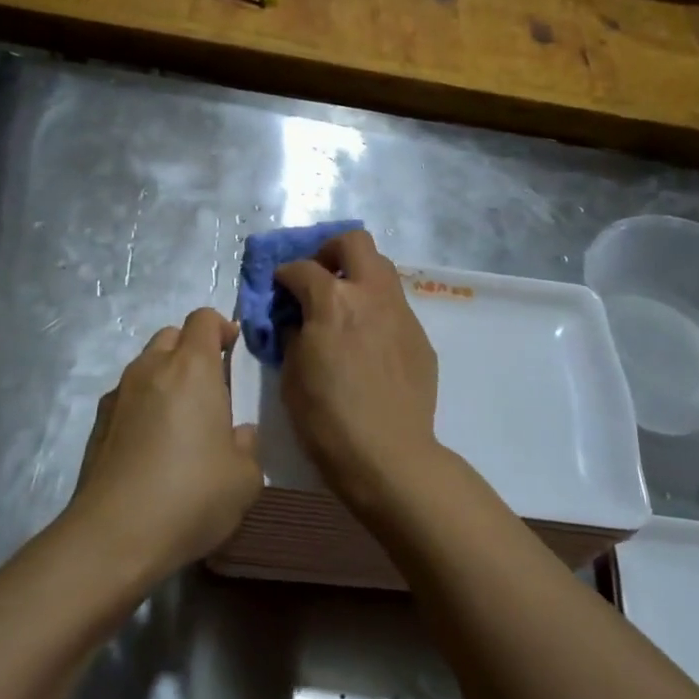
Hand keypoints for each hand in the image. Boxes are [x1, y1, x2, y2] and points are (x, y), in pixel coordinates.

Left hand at [71, 308, 261, 577]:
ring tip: (181, 420)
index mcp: (192, 368)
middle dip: (193, 350)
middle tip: (211, 387)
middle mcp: (152, 368)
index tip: (234, 350)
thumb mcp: (244, 478)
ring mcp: (119, 393)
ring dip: (166, 377)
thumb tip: (237, 434)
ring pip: (146, 365)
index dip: (221, 327)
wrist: (113, 535)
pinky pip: (127, 396)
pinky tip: (152, 446)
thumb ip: (247, 446)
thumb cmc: (190, 496)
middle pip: (172, 336)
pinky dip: (143, 405)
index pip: (204, 318)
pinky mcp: (98, 422)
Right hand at [274, 230, 440, 515]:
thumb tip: (297, 319)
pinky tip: (367, 341)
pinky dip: (376, 309)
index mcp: (333, 301)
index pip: (301, 268)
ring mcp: (401, 313)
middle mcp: (370, 295)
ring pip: (382, 269)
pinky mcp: (419, 336)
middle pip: (355, 243)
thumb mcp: (292, 374)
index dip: (284, 274)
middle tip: (318, 276)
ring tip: (343, 306)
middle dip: (330, 251)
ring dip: (358, 276)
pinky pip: (395, 306)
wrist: (388, 456)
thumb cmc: (327, 418)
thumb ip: (293, 333)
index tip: (279, 287)